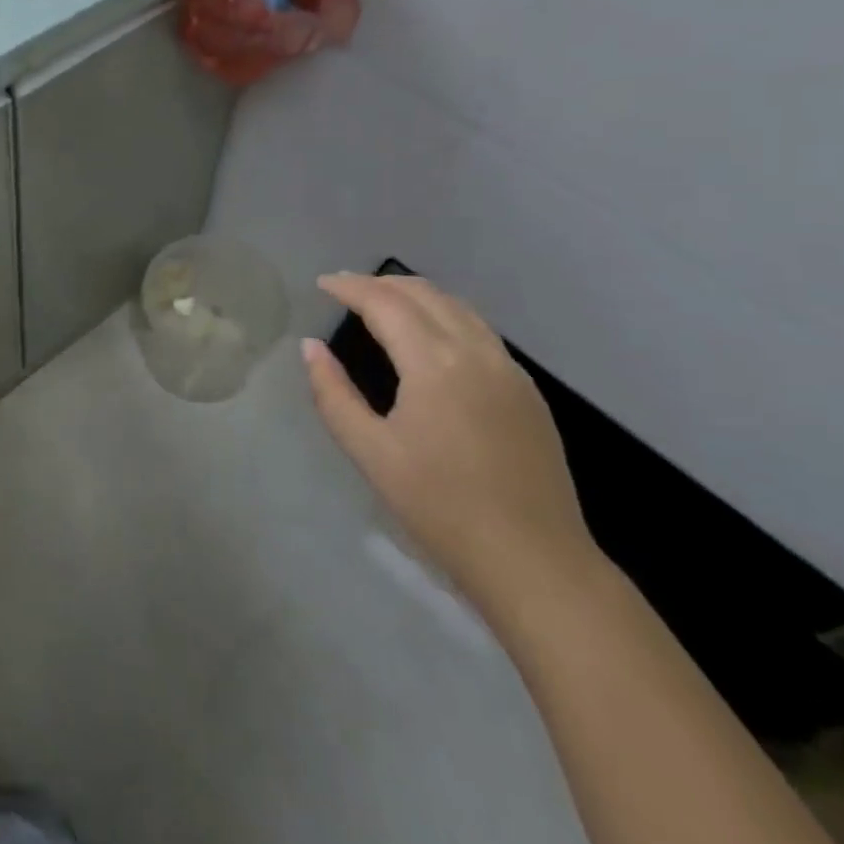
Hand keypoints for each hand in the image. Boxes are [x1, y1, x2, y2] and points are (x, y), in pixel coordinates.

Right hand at [301, 274, 600, 618]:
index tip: (322, 283)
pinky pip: (480, 331)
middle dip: (380, 283)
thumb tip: (310, 347)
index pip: (386, 303)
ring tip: (382, 302)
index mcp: (435, 364)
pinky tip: (429, 336)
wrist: (532, 559)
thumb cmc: (439, 506)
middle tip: (345, 289)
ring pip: (458, 307)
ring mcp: (509, 370)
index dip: (350, 287)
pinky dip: (445, 315)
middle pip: (425, 295)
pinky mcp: (527, 392)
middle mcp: (477, 352)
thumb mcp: (369, 451)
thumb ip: (332, 393)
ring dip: (416, 295)